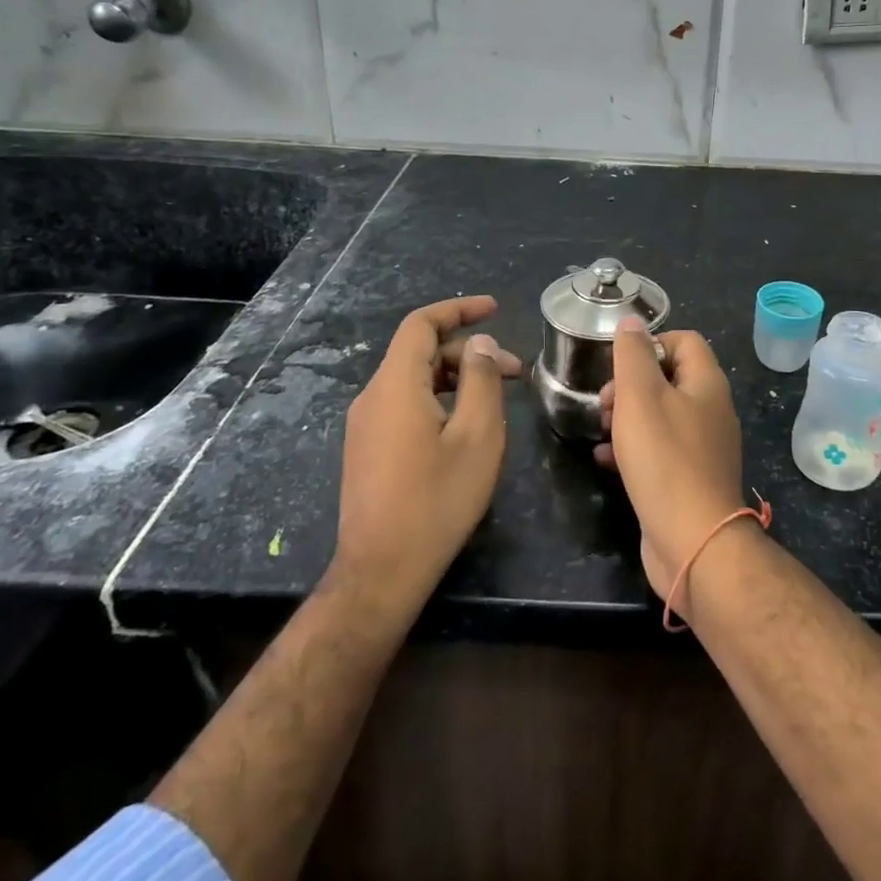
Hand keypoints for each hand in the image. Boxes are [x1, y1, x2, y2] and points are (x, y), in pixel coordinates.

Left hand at [334, 295, 522, 609]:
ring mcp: (366, 424)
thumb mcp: (477, 436)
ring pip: (414, 380)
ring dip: (457, 378)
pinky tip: (466, 425)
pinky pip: (405, 404)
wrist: (381, 571)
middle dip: (469, 353)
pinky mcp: (367, 448)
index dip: (459, 310)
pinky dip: (439, 399)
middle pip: (421, 353)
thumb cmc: (437, 500)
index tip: (494, 308)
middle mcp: (373, 396)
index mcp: (396, 385)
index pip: (422, 324)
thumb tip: (481, 345)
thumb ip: (482, 380)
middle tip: (515, 372)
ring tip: (497, 399)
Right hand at [594, 318, 745, 610]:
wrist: (693, 541)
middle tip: (605, 402)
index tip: (620, 364)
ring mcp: (703, 448)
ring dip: (628, 417)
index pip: (685, 341)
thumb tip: (631, 323)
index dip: (651, 343)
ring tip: (602, 429)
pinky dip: (633, 449)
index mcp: (707, 384)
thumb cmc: (664, 459)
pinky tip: (607, 460)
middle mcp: (711, 411)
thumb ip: (633, 355)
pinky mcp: (690, 479)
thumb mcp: (640, 396)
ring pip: (661, 416)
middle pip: (670, 378)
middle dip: (631, 384)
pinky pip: (659, 451)